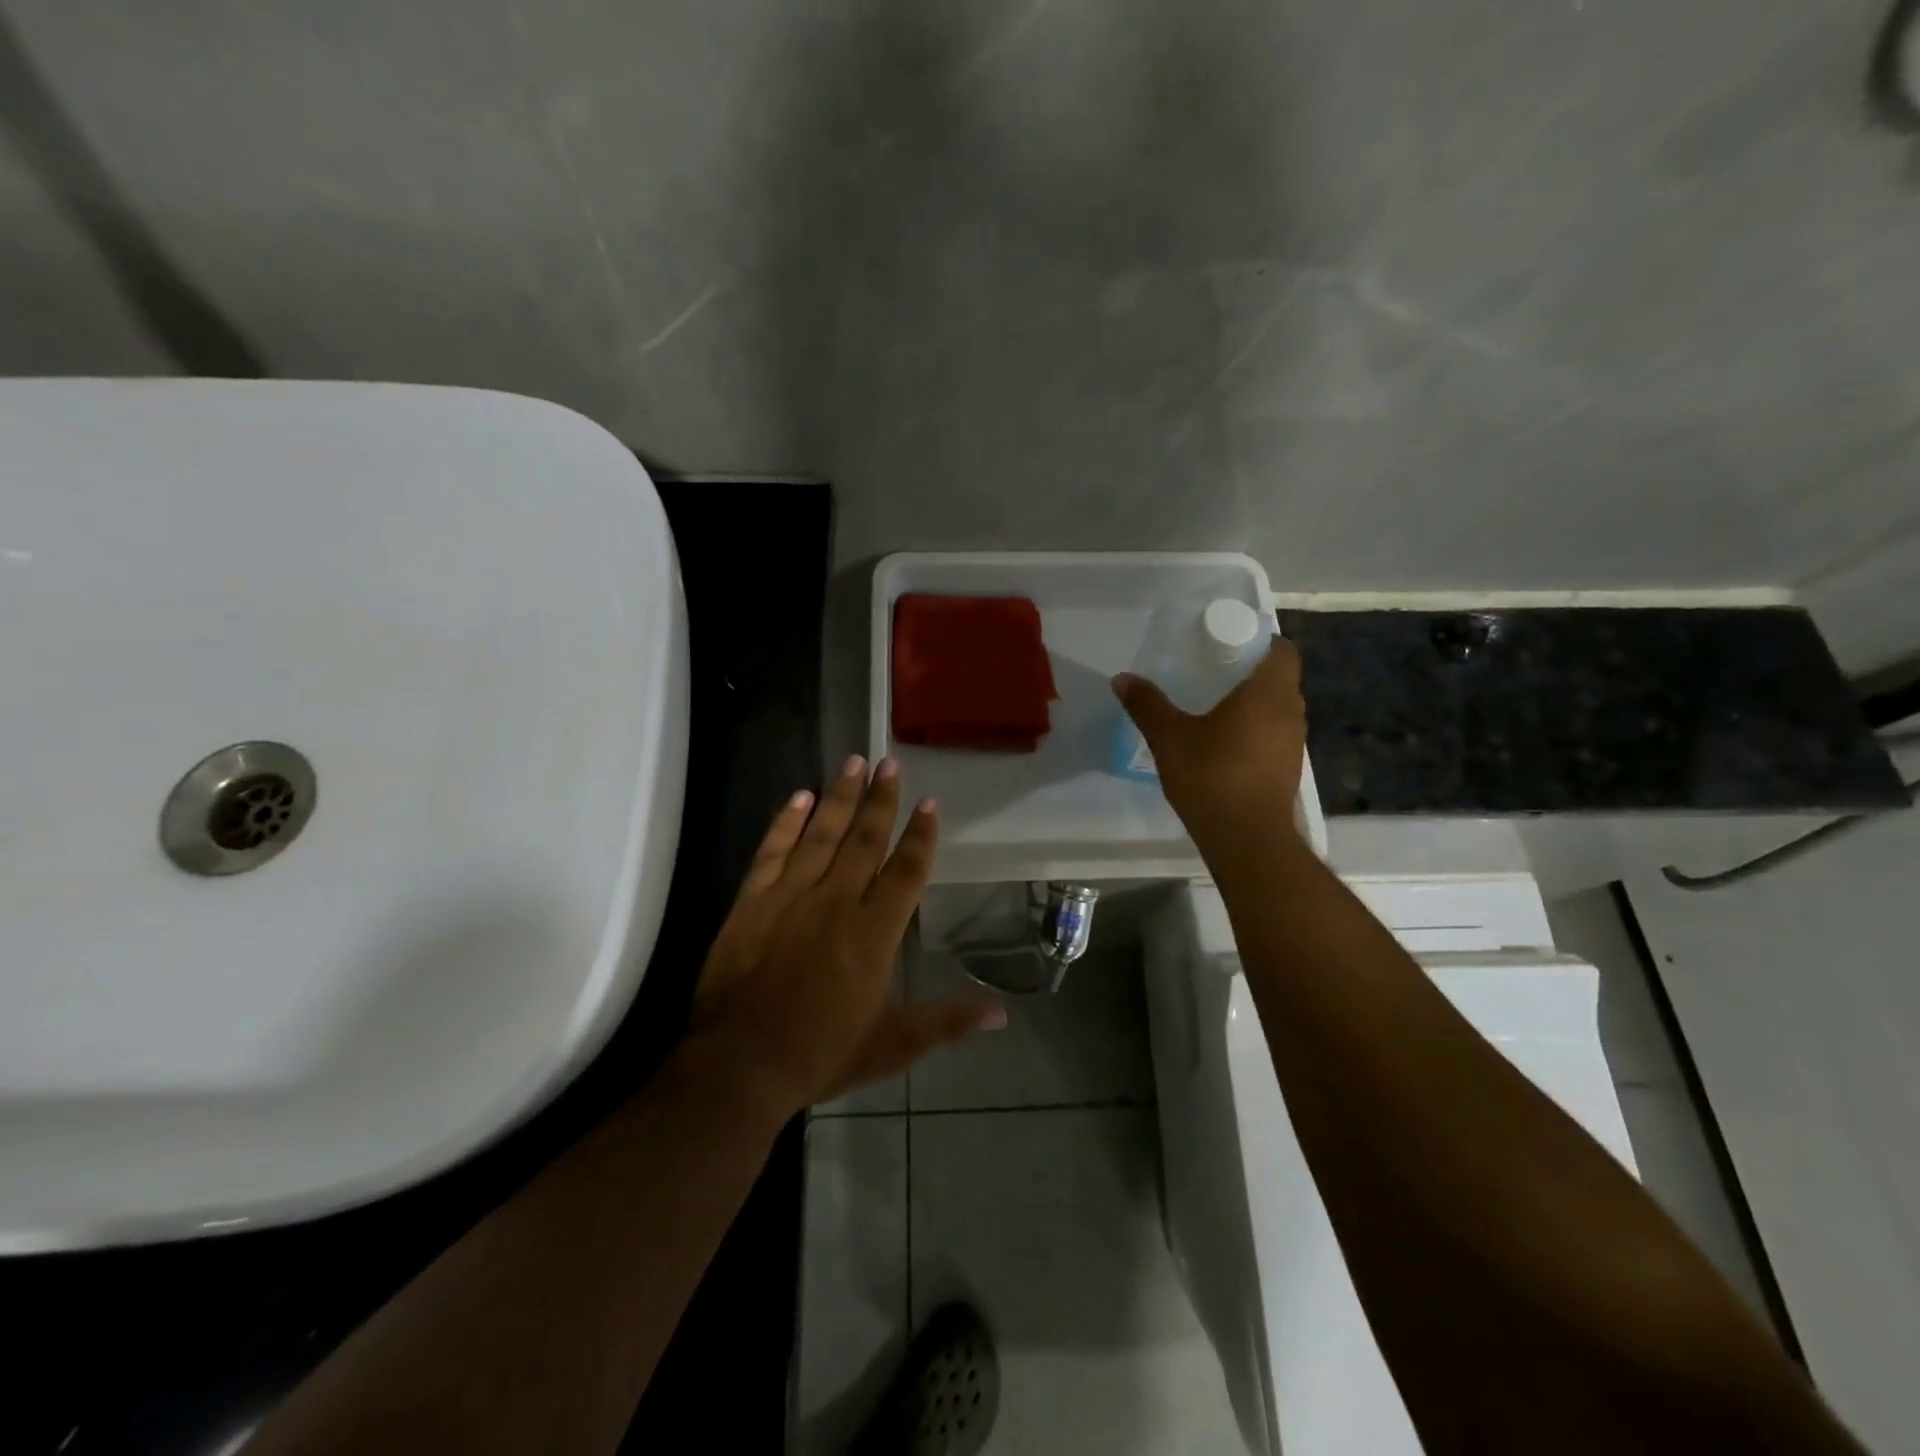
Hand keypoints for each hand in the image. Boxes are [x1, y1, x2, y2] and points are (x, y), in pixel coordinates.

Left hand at [688, 755, 1005, 1113]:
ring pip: (822, 835)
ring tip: (854, 762)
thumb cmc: (822, 1054)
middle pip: (865, 840)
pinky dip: (786, 822)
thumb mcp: (894, 1045)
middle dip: (881, 799)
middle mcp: (837, 902)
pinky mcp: (752, 901)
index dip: (919, 836)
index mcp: (875, 933)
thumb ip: (948, 1022)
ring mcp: (791, 897)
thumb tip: (1002, 1013)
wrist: (740, 1066)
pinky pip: (773, 851)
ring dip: (840, 796)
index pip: (906, 871)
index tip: (929, 802)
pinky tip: (799, 796)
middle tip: (890, 762)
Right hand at [1113, 636, 1307, 841]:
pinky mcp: (1287, 769)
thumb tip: (1122, 678)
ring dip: (1252, 704)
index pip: (1281, 649)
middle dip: (1249, 671)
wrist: (1246, 839)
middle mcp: (1290, 711)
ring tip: (1213, 706)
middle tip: (1211, 671)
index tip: (1226, 644)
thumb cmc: (1212, 776)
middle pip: (1278, 678)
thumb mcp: (1169, 737)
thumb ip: (1147, 705)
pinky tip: (1222, 743)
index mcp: (1268, 693)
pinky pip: (1273, 735)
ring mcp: (1293, 743)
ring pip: (1277, 708)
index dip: (1258, 641)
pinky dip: (1253, 730)